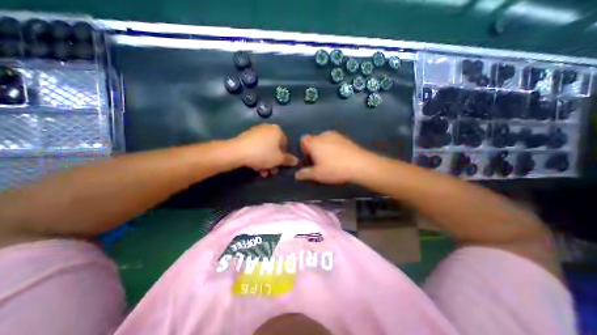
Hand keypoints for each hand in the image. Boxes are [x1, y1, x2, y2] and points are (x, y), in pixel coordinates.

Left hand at [234, 123, 297, 174]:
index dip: (284, 157)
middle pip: (274, 148)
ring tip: (262, 173)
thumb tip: (296, 161)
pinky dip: (258, 157)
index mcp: (278, 131)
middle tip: (271, 172)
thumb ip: (288, 160)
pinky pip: (256, 148)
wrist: (238, 152)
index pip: (285, 145)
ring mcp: (256, 132)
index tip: (280, 165)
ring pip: (265, 149)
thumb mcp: (279, 159)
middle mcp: (268, 128)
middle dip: (273, 162)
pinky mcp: (246, 137)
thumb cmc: (263, 154)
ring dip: (266, 162)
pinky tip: (255, 167)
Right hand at [294, 131, 370, 183]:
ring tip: (330, 160)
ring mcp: (336, 135)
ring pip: (325, 140)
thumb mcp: (317, 175)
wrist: (360, 165)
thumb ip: (305, 174)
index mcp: (314, 142)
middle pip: (314, 140)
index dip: (304, 149)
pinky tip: (340, 157)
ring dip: (324, 148)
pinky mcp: (345, 138)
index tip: (309, 159)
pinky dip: (334, 147)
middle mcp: (323, 135)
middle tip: (320, 162)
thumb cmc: (334, 169)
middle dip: (314, 149)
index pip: (303, 139)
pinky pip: (335, 141)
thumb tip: (296, 175)